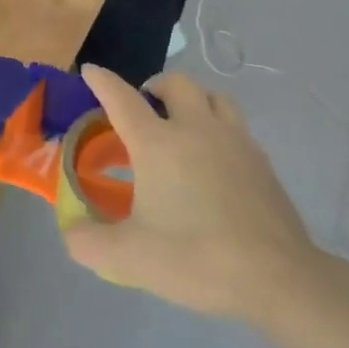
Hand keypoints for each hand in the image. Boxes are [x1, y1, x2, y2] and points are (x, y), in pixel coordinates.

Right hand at [65, 67, 323, 321]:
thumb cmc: (195, 258)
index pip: (122, 99)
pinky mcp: (261, 160)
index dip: (103, 81)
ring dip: (193, 100)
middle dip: (154, 86)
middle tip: (144, 108)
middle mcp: (196, 129)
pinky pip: (236, 126)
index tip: (90, 70)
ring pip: (214, 97)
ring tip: (183, 124)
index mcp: (158, 144)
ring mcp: (235, 140)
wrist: (276, 277)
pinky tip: (215, 159)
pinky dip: (219, 128)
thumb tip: (72, 230)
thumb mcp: (129, 257)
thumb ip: (88, 242)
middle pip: (176, 83)